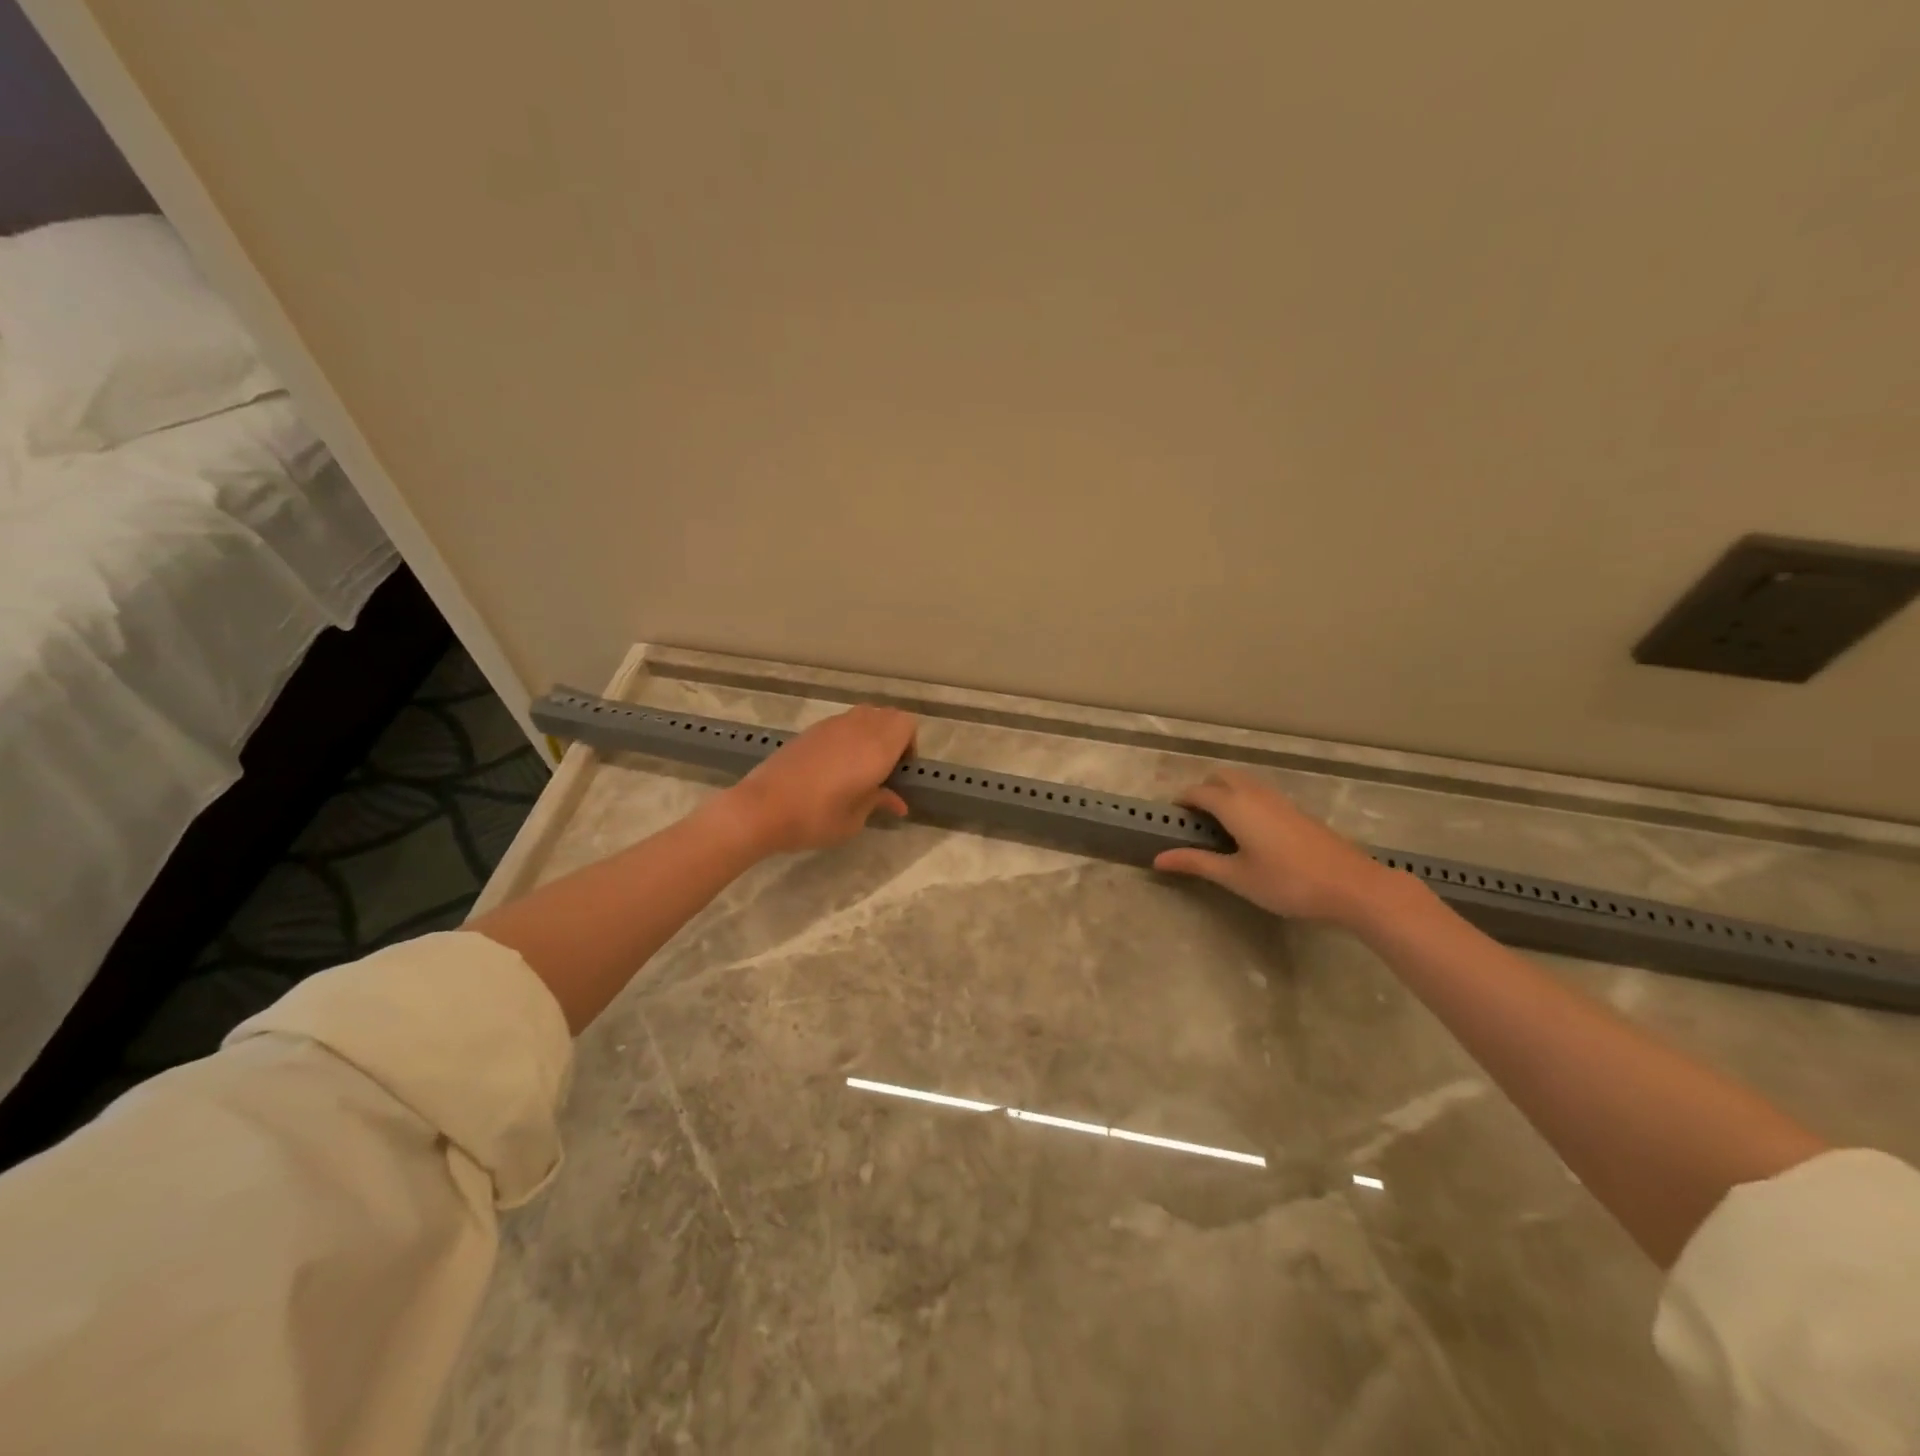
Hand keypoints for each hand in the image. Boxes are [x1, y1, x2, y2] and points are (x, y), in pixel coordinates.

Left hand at [723, 704, 915, 853]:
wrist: (762, 808)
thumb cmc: (815, 818)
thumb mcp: (854, 820)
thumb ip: (878, 802)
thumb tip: (897, 802)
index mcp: (876, 748)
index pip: (907, 723)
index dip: (910, 743)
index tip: (899, 771)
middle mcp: (857, 728)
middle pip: (888, 715)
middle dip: (893, 736)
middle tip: (883, 769)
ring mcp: (831, 725)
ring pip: (865, 714)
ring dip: (871, 733)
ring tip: (859, 765)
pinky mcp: (811, 730)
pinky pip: (842, 722)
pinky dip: (849, 735)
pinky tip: (834, 765)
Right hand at [1152, 768, 1397, 925]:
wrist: (1351, 885)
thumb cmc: (1286, 882)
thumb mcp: (1236, 876)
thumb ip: (1196, 863)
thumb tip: (1158, 859)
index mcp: (1234, 805)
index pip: (1197, 792)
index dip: (1181, 803)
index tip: (1171, 821)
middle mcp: (1254, 793)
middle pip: (1221, 777)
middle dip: (1203, 791)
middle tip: (1196, 822)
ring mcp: (1279, 800)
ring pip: (1243, 782)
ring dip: (1225, 794)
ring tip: (1220, 827)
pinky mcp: (1296, 811)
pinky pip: (1260, 793)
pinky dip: (1245, 801)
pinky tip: (1251, 833)